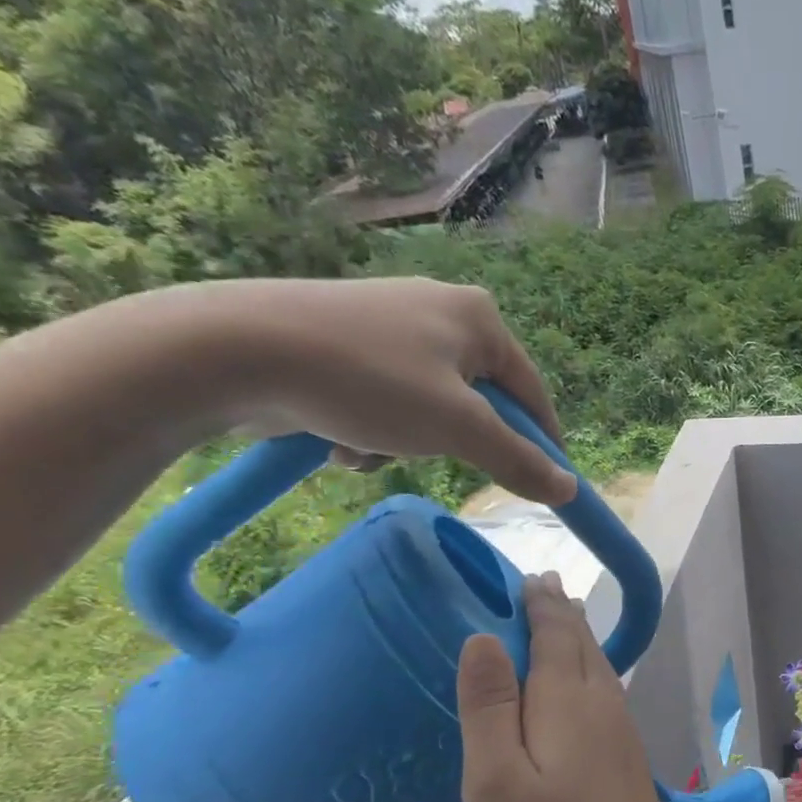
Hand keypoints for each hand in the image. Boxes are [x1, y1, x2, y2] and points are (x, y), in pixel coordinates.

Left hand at [129, 276, 575, 503]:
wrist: (233, 350)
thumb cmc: (367, 381)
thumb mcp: (458, 428)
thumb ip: (519, 461)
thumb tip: (568, 490)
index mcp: (478, 318)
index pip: (532, 395)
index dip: (541, 445)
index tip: (545, 487)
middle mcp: (440, 312)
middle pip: (479, 405)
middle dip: (452, 444)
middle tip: (429, 457)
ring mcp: (391, 326)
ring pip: (431, 410)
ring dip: (408, 445)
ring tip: (368, 450)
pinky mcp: (348, 343)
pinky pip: (389, 401)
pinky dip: (375, 431)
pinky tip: (340, 440)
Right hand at [456, 572, 682, 801]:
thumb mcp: (497, 781)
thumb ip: (490, 707)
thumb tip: (484, 636)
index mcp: (568, 700)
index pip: (555, 634)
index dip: (541, 603)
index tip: (528, 576)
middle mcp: (602, 705)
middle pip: (581, 645)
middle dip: (561, 613)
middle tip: (542, 586)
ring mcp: (621, 732)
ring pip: (598, 668)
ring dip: (577, 639)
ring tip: (561, 621)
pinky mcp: (627, 759)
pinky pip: (603, 693)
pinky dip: (586, 671)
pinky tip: (579, 687)